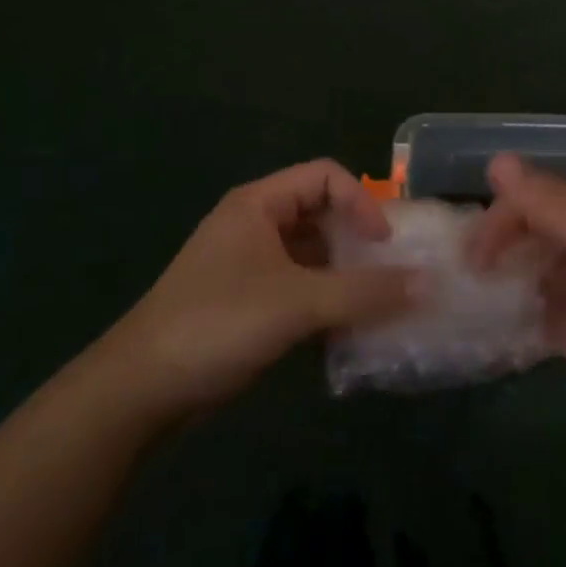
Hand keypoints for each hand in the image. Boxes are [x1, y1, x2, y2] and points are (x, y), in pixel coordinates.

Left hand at [103, 160, 418, 424]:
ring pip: (311, 254)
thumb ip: (362, 292)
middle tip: (392, 271)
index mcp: (259, 204)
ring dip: (344, 274)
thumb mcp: (297, 304)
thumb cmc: (218, 324)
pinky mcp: (245, 300)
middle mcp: (254, 224)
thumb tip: (426, 283)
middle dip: (357, 239)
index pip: (325, 176)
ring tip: (377, 303)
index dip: (361, 201)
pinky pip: (298, 286)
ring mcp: (248, 264)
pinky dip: (324, 300)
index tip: (384, 244)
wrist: (139, 390)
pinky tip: (345, 329)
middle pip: (320, 213)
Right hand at [472, 153, 565, 435]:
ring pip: (521, 275)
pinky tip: (480, 331)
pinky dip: (505, 320)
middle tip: (456, 278)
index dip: (497, 220)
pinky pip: (528, 318)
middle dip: (488, 250)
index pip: (529, 201)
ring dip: (492, 285)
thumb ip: (547, 202)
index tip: (471, 255)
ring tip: (458, 302)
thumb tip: (496, 161)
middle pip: (521, 236)